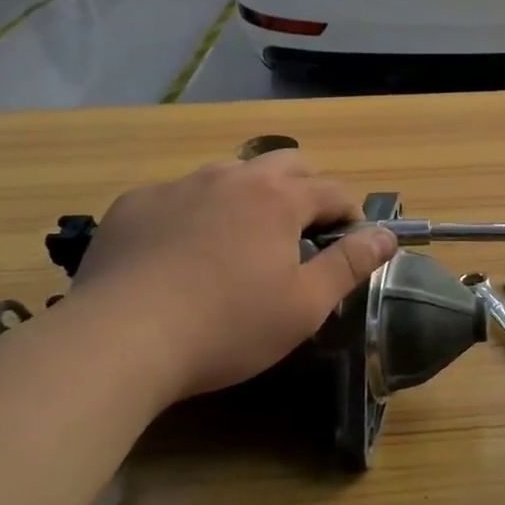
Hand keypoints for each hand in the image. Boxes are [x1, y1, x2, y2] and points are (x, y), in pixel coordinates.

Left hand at [66, 152, 397, 404]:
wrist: (118, 340)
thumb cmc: (226, 326)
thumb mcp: (304, 305)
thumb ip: (351, 263)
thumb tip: (387, 234)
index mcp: (279, 198)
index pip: (332, 190)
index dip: (350, 213)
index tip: (350, 241)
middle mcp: (232, 176)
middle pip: (286, 163)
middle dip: (306, 189)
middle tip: (303, 233)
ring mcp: (179, 185)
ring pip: (231, 174)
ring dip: (251, 196)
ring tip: (242, 241)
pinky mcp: (135, 203)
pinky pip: (180, 195)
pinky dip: (196, 212)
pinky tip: (181, 253)